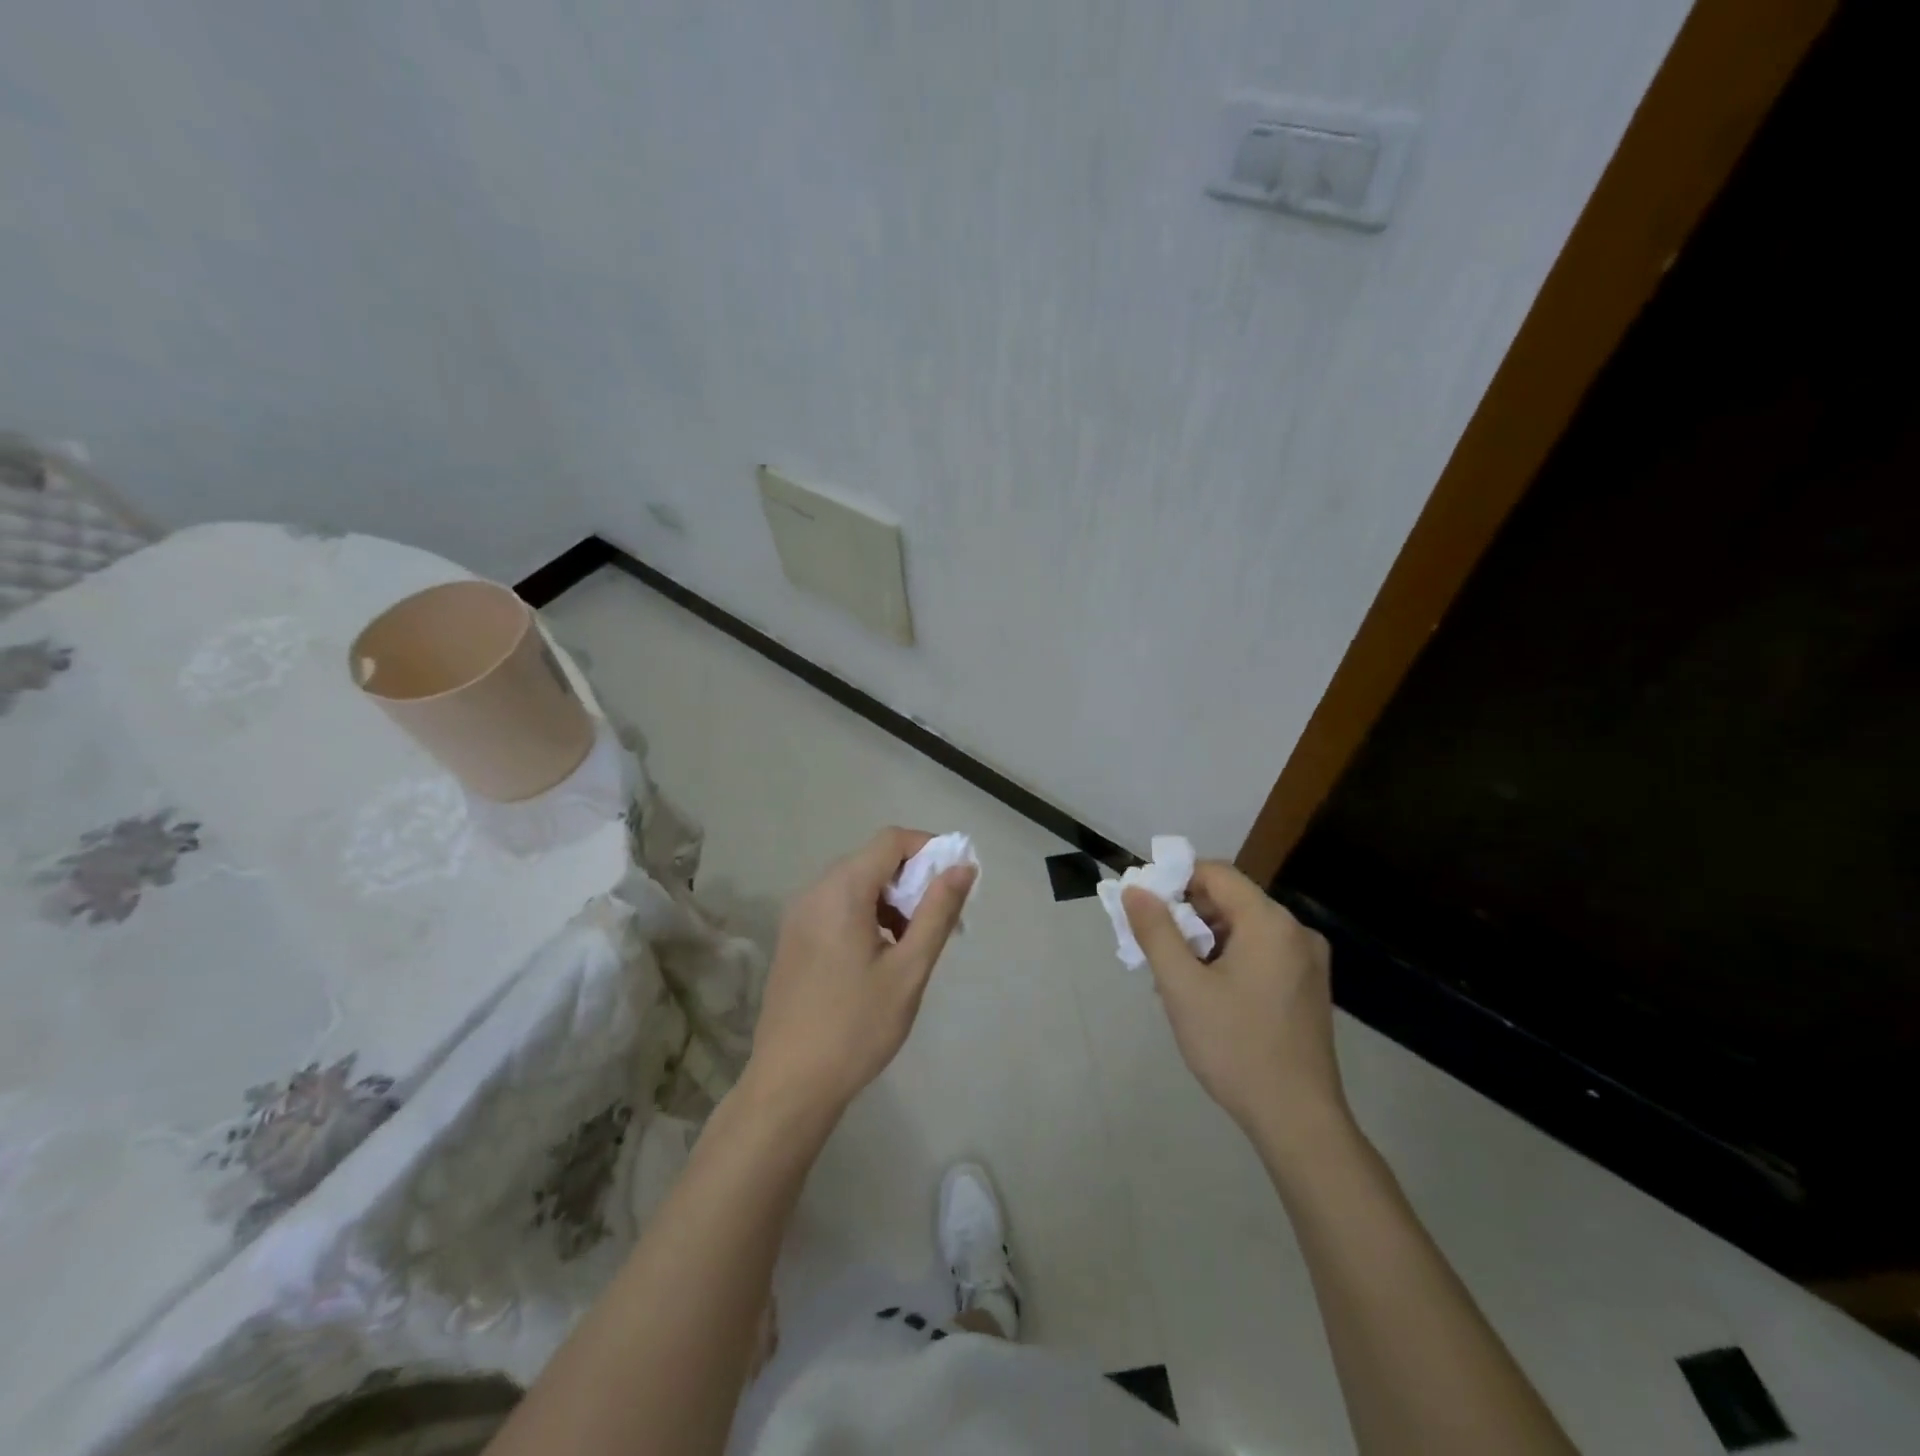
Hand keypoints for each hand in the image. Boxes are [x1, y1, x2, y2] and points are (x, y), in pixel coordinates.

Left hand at [744, 827, 974, 1119]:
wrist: (789, 1084)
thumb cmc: (857, 1027)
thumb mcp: (909, 970)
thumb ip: (937, 912)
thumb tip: (963, 867)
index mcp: (842, 891)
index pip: (891, 840)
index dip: (928, 849)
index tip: (953, 883)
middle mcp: (814, 891)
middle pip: (872, 860)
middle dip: (912, 880)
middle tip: (937, 923)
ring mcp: (798, 914)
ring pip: (855, 883)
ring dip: (890, 899)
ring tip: (911, 945)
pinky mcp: (793, 937)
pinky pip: (836, 905)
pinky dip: (865, 913)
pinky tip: (878, 956)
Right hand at [1124, 863, 1346, 1154]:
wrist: (1299, 1121)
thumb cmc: (1235, 1047)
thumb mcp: (1182, 987)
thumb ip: (1156, 931)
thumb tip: (1135, 889)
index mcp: (1270, 922)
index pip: (1216, 873)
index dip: (1174, 880)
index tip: (1144, 907)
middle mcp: (1295, 931)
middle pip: (1230, 899)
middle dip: (1186, 915)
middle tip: (1153, 947)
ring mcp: (1307, 961)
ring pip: (1243, 928)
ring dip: (1204, 940)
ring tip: (1174, 977)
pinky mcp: (1308, 987)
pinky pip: (1260, 952)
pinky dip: (1227, 958)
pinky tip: (1206, 992)